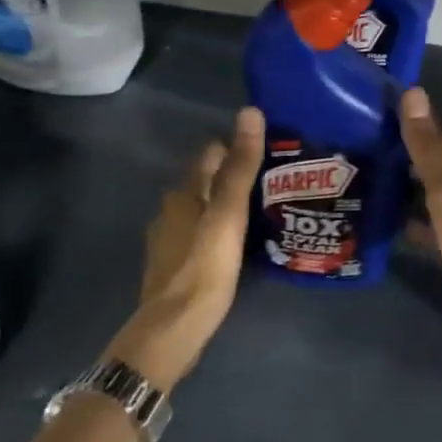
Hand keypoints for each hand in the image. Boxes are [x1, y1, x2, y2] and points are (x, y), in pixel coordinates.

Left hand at [104, 106, 264, 389]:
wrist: (172, 329)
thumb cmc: (204, 267)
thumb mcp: (229, 214)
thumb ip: (240, 167)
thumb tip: (250, 112)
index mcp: (183, 193)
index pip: (211, 155)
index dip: (237, 149)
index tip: (269, 154)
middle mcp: (171, 210)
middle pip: (205, 182)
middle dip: (233, 178)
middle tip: (273, 185)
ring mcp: (168, 240)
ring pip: (202, 210)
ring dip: (225, 208)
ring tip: (261, 215)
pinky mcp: (173, 266)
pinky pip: (199, 236)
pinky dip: (217, 233)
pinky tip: (236, 247)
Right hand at [398, 87, 441, 358]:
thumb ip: (427, 146)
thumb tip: (414, 93)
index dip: (429, 118)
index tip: (398, 103)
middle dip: (416, 149)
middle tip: (377, 136)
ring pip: (434, 194)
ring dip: (411, 183)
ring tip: (376, 173)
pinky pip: (429, 226)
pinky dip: (411, 219)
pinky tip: (390, 222)